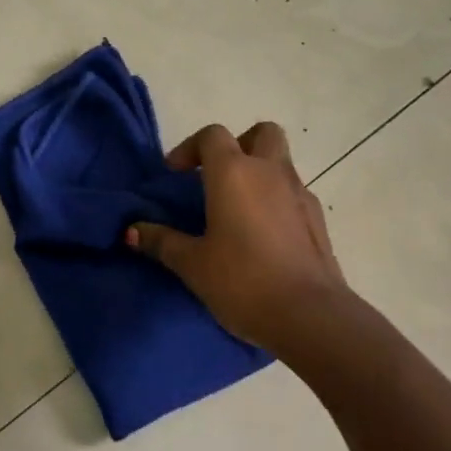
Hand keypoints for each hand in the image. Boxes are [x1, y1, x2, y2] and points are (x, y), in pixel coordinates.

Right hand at [126, 122, 350, 353]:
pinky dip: (277, 201)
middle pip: (261, 133)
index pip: (212, 135)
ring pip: (280, 163)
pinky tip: (263, 236)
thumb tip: (131, 231)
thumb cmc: (243, 281)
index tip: (176, 175)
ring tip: (238, 211)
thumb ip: (162, 241)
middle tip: (218, 176)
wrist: (311, 317)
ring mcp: (300, 193)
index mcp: (234, 172)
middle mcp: (270, 172)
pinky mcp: (318, 220)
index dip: (190, 148)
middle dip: (239, 144)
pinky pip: (294, 194)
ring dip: (259, 174)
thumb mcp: (193, 264)